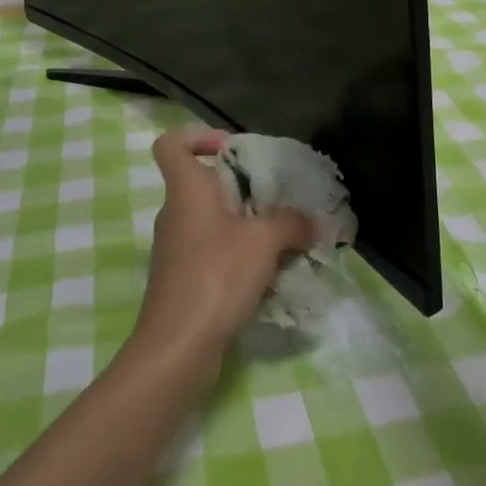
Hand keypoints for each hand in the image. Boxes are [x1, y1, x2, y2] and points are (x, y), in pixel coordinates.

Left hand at [131, 128, 315, 376]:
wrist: (176, 347)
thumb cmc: (215, 275)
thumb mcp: (263, 242)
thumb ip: (291, 224)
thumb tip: (314, 220)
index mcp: (186, 189)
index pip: (171, 144)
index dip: (197, 138)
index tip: (231, 150)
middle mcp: (175, 213)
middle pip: (202, 183)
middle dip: (239, 188)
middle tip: (274, 199)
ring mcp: (175, 248)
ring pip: (210, 221)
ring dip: (243, 226)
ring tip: (280, 239)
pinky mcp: (181, 280)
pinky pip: (211, 252)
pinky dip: (236, 256)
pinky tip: (266, 275)